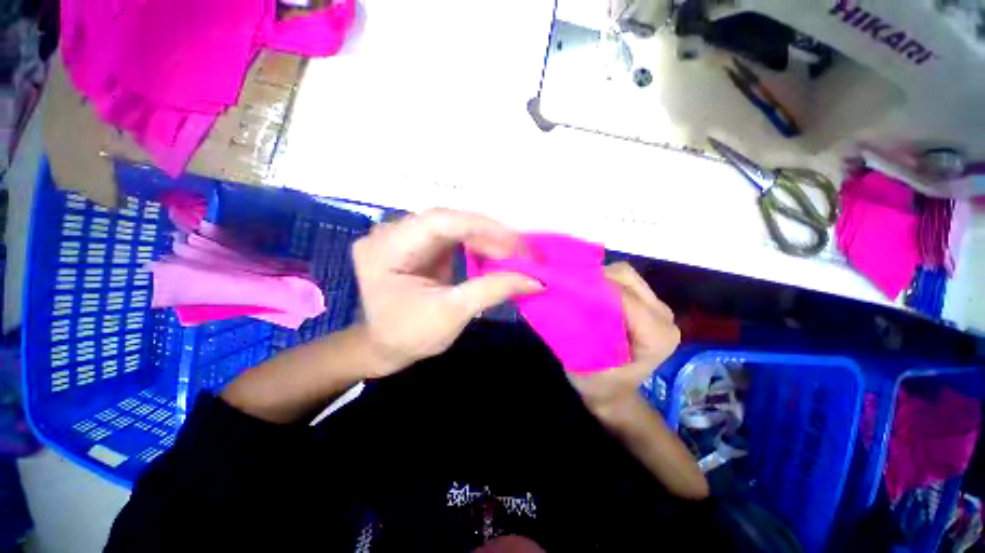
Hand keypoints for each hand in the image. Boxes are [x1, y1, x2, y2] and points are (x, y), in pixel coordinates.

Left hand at [352, 209, 542, 376]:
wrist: (383, 348)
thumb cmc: (410, 335)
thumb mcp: (453, 313)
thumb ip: (493, 290)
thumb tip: (536, 280)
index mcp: (387, 248)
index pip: (440, 222)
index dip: (483, 228)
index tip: (518, 244)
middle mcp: (392, 233)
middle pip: (448, 221)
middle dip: (489, 235)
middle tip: (521, 253)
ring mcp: (405, 237)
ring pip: (454, 226)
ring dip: (486, 239)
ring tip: (512, 255)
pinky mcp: (418, 245)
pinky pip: (452, 237)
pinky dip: (476, 245)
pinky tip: (494, 255)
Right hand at [567, 262, 679, 419]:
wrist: (614, 393)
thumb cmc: (598, 382)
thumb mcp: (587, 360)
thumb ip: (582, 327)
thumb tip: (567, 294)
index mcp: (655, 334)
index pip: (622, 294)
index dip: (592, 285)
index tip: (565, 283)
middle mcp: (664, 317)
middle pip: (627, 276)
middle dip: (596, 277)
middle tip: (572, 286)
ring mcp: (658, 309)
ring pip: (626, 275)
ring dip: (601, 278)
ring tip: (582, 289)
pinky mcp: (649, 305)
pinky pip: (625, 282)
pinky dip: (605, 282)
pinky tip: (592, 293)